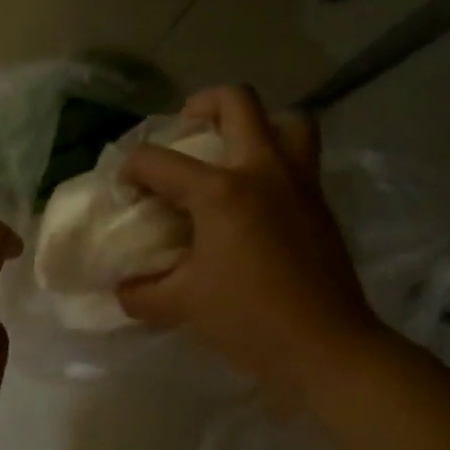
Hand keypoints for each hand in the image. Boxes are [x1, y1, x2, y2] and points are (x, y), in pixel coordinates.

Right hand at [117, 86, 385, 384]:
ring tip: (233, 149)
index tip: (125, 189)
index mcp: (220, 191)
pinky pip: (301, 156)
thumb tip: (122, 288)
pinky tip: (256, 195)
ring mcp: (299, 182)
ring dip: (257, 123)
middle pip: (236, 102)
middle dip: (201, 104)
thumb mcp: (182, 305)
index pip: (157, 161)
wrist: (327, 347)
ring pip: (286, 119)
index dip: (131, 169)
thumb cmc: (249, 319)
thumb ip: (141, 293)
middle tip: (186, 129)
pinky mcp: (320, 202)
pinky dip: (276, 158)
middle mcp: (261, 171)